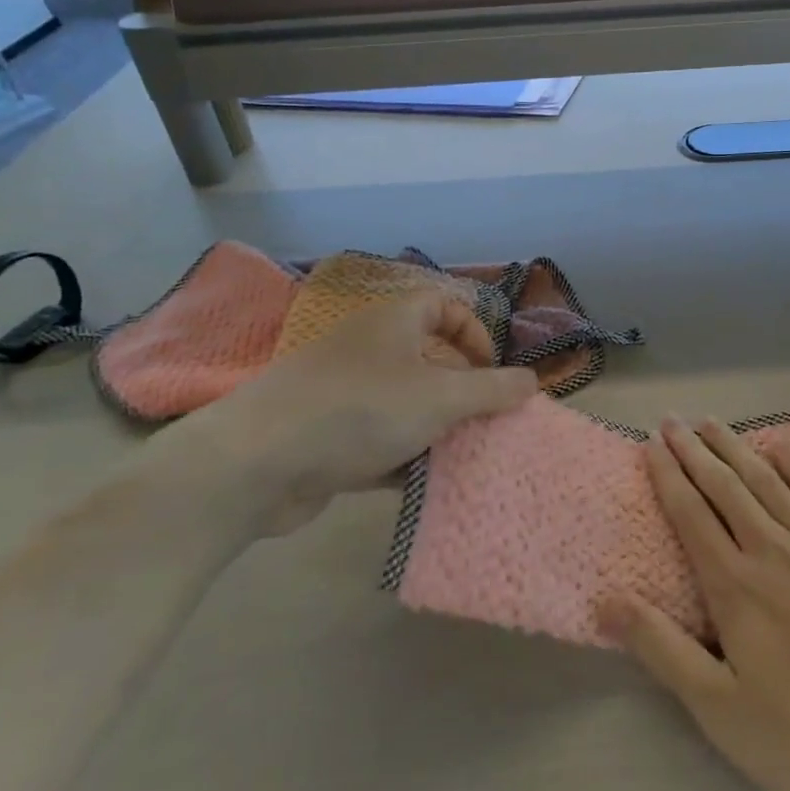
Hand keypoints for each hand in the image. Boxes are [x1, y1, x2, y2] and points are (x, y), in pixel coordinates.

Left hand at [163, 292, 536, 538]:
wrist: (256, 463)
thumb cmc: (359, 410)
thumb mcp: (441, 397)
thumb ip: (493, 390)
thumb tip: (533, 381)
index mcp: (394, 322)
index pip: (445, 306)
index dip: (476, 333)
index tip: (492, 372)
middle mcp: (369, 349)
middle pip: (429, 359)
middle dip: (462, 391)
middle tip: (484, 422)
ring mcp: (345, 394)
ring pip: (406, 404)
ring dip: (435, 429)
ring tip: (463, 458)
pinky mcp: (327, 437)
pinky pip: (379, 440)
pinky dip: (402, 457)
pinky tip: (424, 485)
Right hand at [602, 417, 789, 790]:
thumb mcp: (723, 710)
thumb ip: (663, 650)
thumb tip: (606, 601)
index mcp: (735, 585)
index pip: (691, 515)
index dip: (668, 476)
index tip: (651, 445)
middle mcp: (771, 547)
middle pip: (724, 486)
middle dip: (694, 451)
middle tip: (672, 420)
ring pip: (766, 480)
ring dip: (735, 447)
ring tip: (711, 423)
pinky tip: (780, 449)